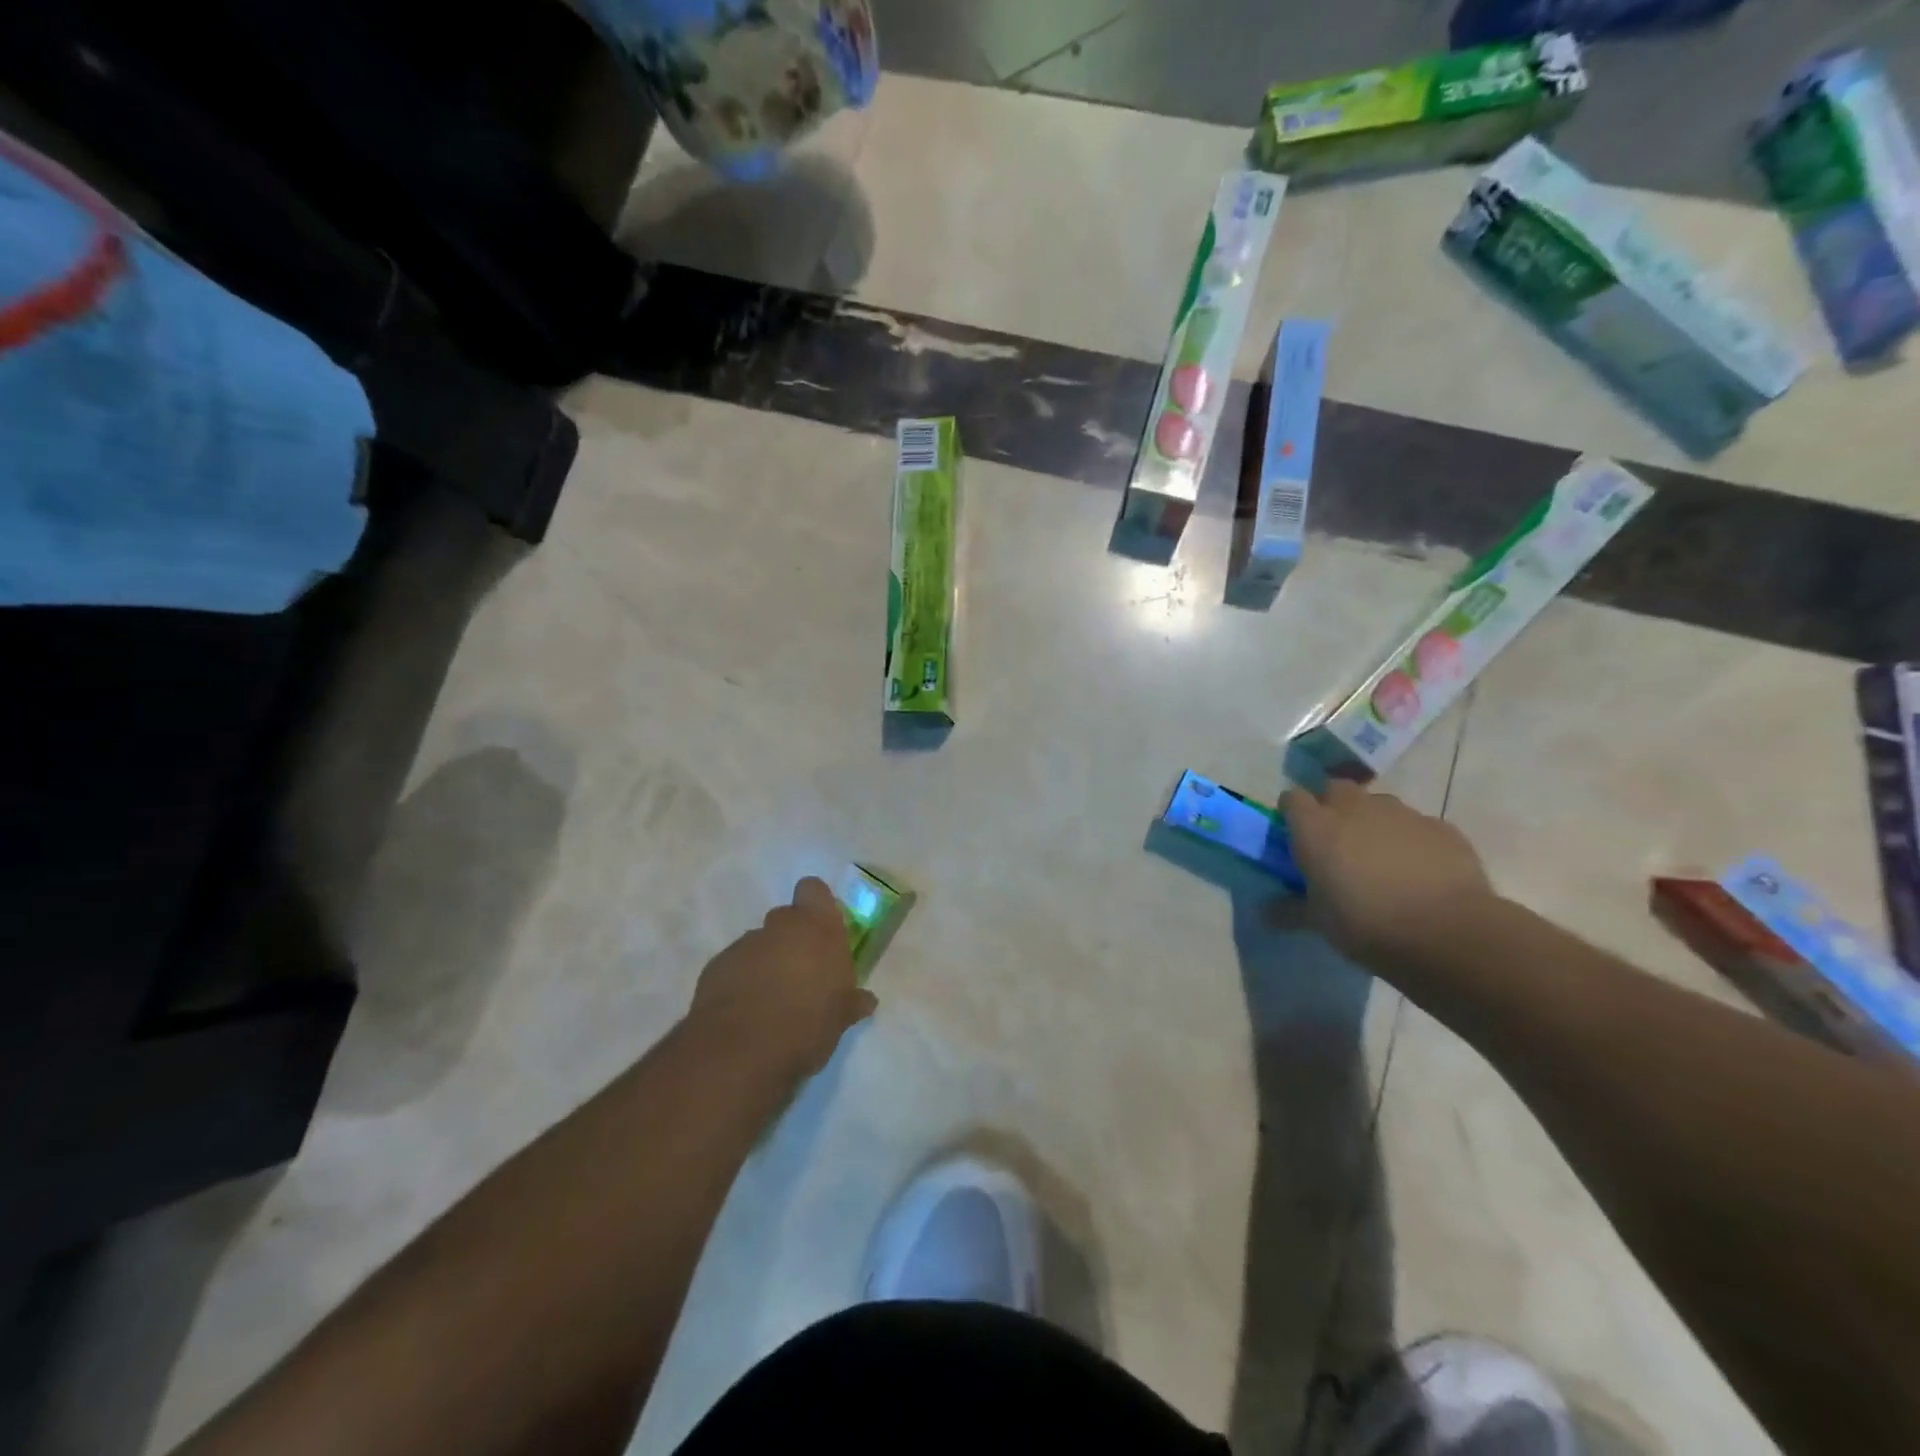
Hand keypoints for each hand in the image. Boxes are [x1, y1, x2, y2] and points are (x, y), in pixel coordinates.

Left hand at [691, 877, 874, 1080]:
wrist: (741, 1050)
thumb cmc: (807, 1024)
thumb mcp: (841, 1018)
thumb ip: (852, 1002)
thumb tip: (866, 1000)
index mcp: (817, 928)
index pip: (814, 890)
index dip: (816, 906)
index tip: (821, 932)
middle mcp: (781, 927)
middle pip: (786, 919)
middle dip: (792, 940)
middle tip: (801, 975)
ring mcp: (745, 944)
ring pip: (759, 944)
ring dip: (765, 963)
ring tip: (771, 1001)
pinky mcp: (716, 966)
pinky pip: (735, 966)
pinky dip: (740, 982)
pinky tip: (746, 1013)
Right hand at [1281, 780, 1495, 966]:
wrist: (1448, 932)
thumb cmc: (1366, 924)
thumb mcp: (1318, 922)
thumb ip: (1290, 910)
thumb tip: (1266, 912)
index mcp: (1315, 827)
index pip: (1292, 798)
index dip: (1293, 813)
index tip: (1296, 835)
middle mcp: (1354, 808)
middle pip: (1335, 789)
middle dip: (1333, 807)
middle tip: (1337, 842)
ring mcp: (1401, 813)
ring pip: (1378, 804)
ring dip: (1373, 822)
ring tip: (1380, 858)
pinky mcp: (1440, 827)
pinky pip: (1416, 825)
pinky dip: (1411, 840)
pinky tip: (1419, 871)